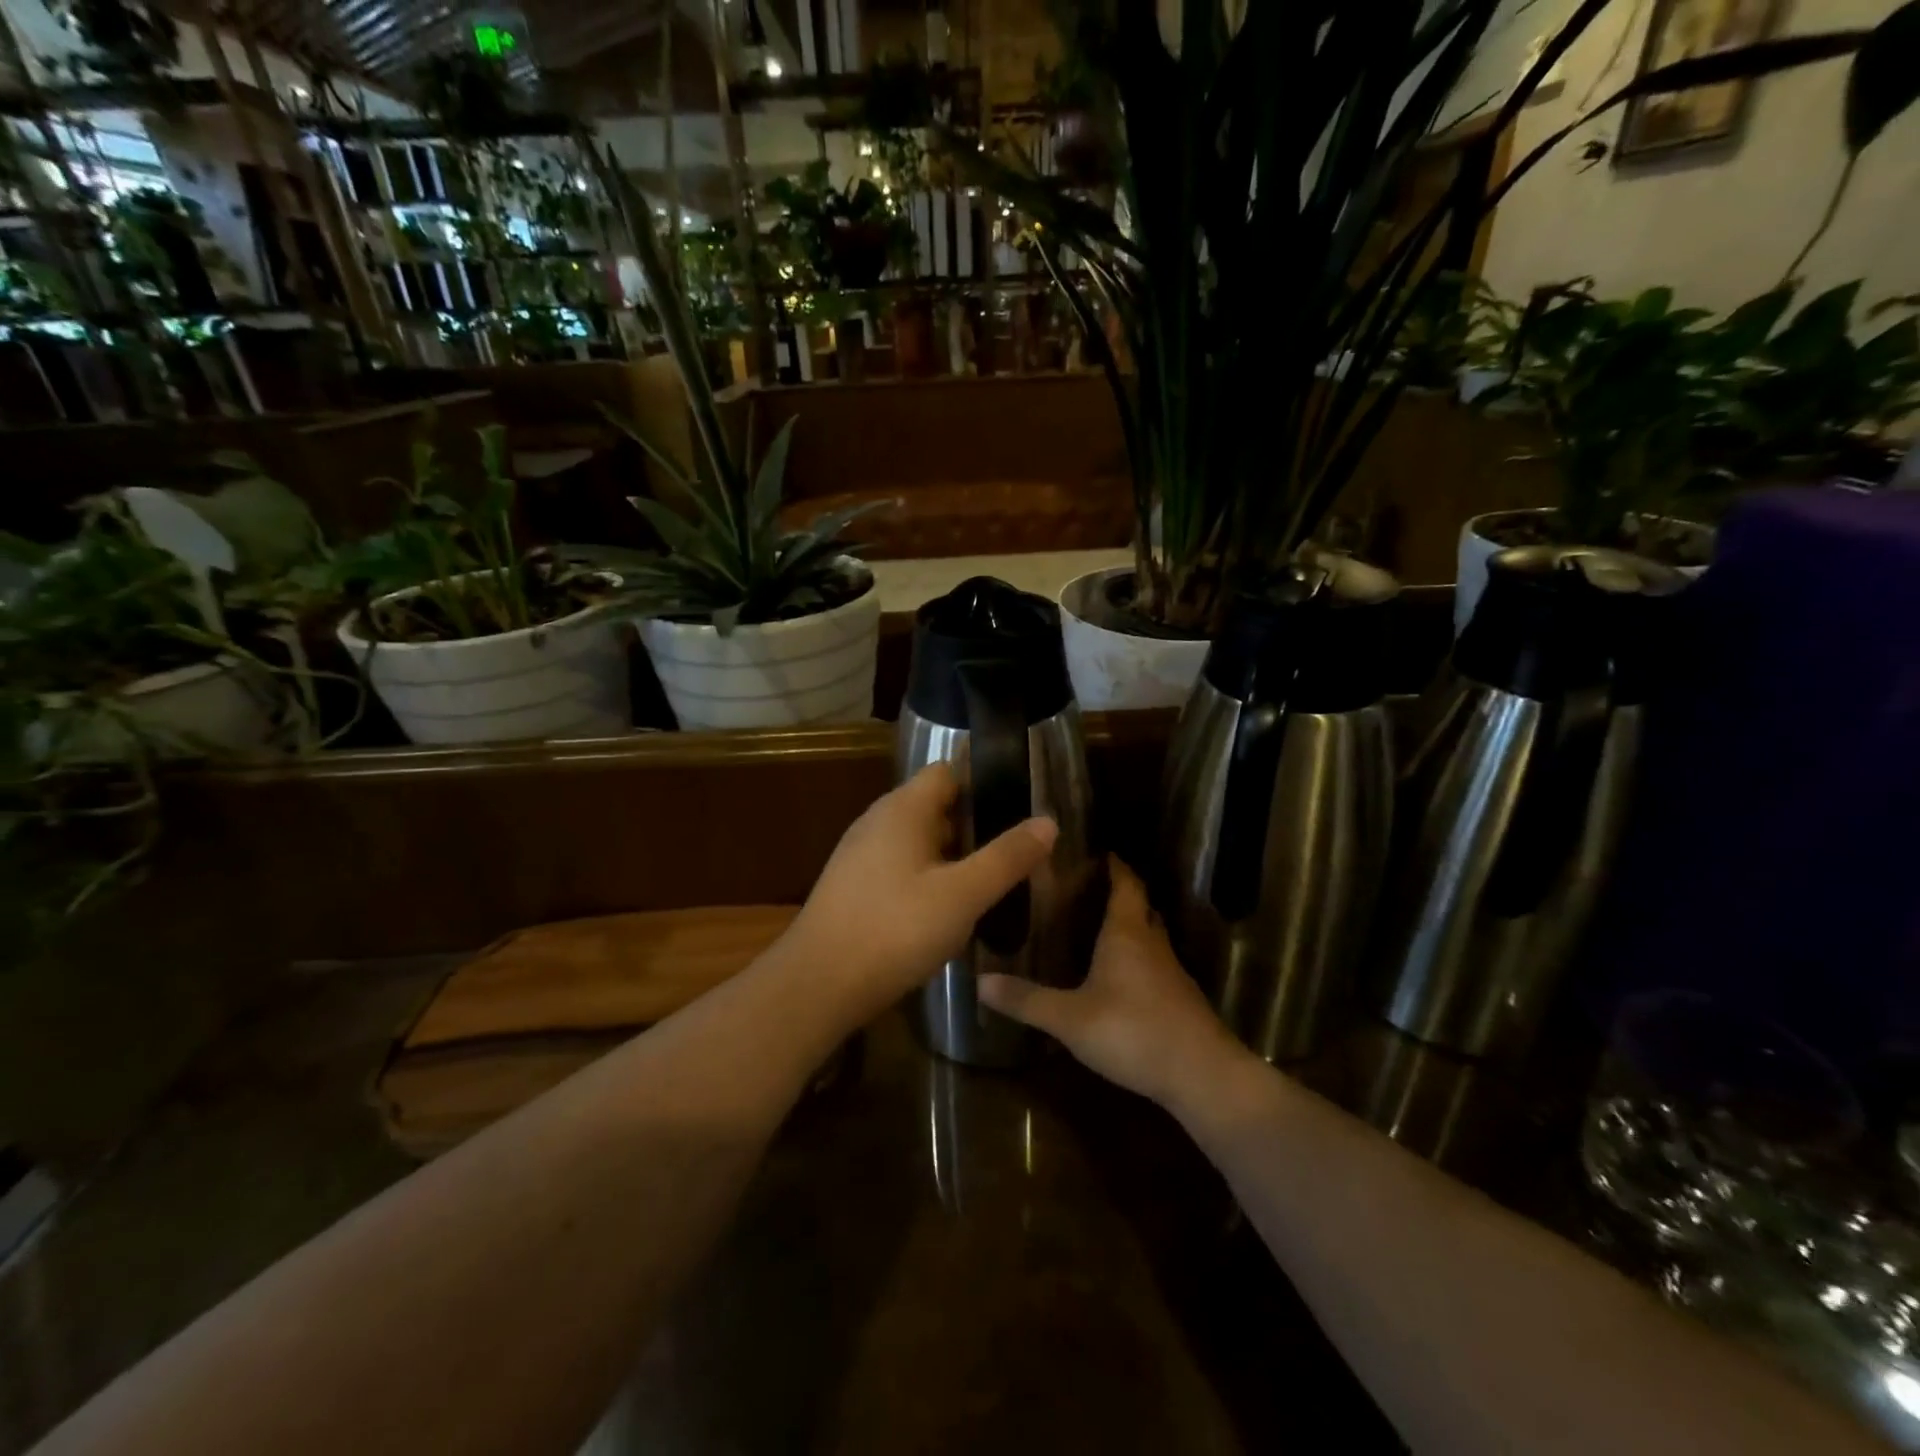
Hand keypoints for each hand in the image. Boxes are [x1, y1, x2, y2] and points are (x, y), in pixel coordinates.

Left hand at [789, 763, 1057, 1018]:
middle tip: (1014, 855)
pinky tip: (947, 912)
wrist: (818, 984)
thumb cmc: (895, 929)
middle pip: (935, 807)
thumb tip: (1048, 821)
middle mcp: (878, 821)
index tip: (1019, 810)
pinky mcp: (853, 887)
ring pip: (919, 842)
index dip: (984, 784)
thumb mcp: (963, 894)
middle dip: (975, 827)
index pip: (948, 773)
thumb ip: (1006, 857)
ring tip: (989, 885)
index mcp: (903, 809)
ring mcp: (861, 855)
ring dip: (953, 857)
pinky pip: (901, 868)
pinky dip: (928, 879)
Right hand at [978, 857, 1250, 1108]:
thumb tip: (979, 982)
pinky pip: (1154, 964)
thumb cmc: (1133, 1031)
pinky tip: (1116, 978)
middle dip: (1119, 893)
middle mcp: (1152, 943)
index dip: (1115, 865)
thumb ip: (1026, 1000)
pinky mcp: (1179, 999)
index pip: (1126, 883)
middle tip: (1086, 888)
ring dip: (1128, 927)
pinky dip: (1136, 959)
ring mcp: (1170, 972)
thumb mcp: (1070, 1018)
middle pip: (1140, 906)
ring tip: (1095, 927)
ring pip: (1149, 936)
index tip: (1097, 850)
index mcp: (1127, 933)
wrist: (1202, 1075)